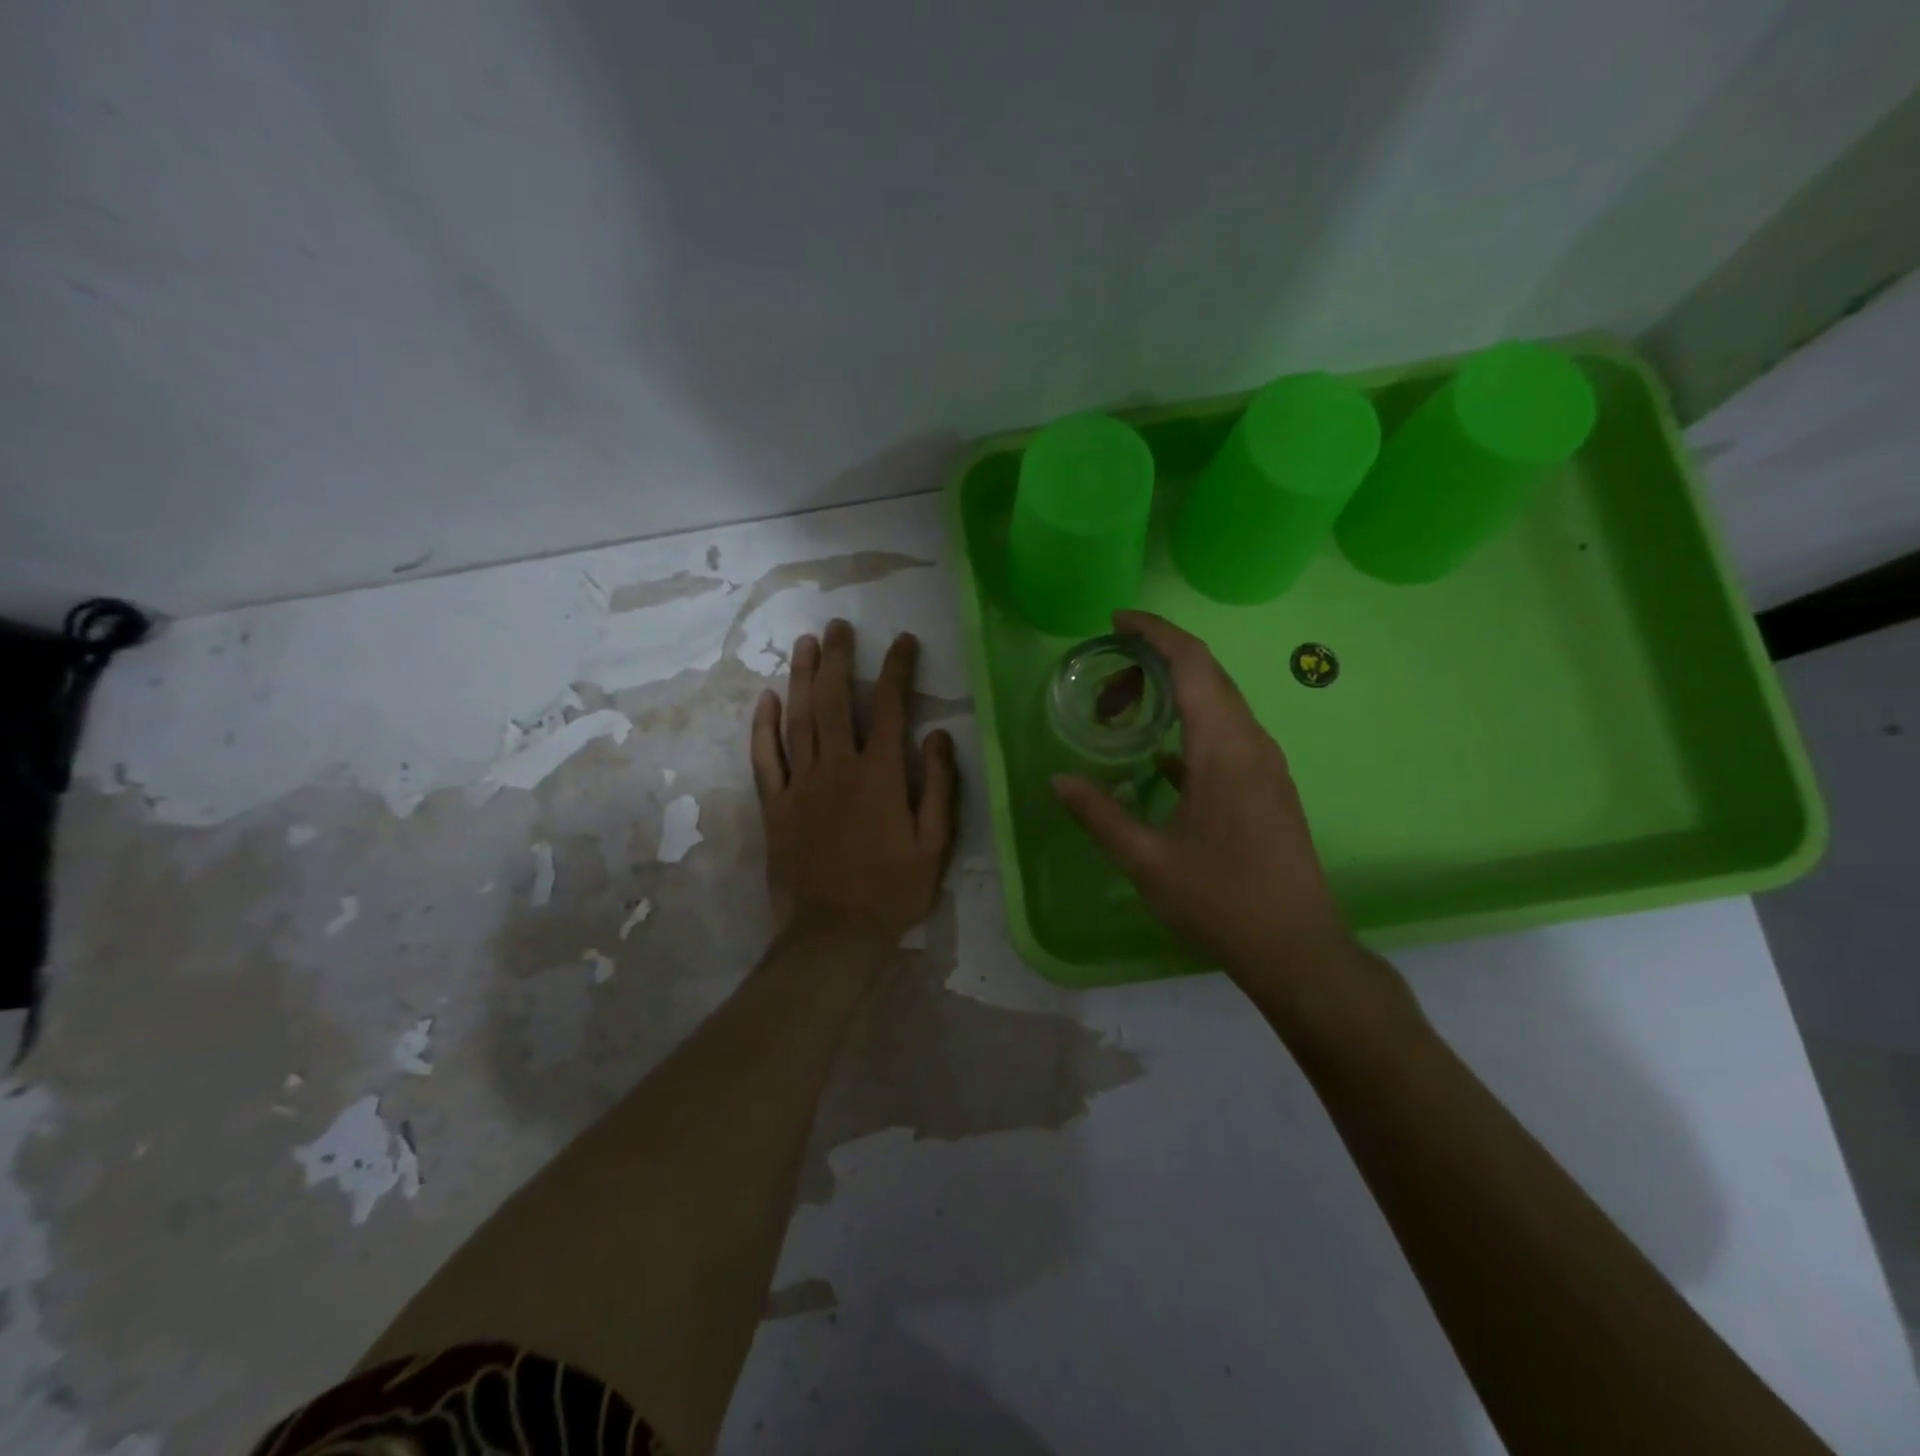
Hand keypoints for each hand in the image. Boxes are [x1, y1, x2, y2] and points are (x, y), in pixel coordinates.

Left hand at [752, 619, 957, 944]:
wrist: (833, 935)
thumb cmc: (892, 891)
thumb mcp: (934, 845)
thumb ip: (939, 786)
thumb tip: (939, 734)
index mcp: (880, 775)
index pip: (890, 707)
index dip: (898, 670)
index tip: (904, 641)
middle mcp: (837, 767)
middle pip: (836, 700)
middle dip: (840, 659)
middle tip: (840, 626)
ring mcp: (800, 785)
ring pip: (799, 718)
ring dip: (803, 677)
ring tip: (806, 643)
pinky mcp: (774, 805)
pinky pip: (765, 758)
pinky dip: (764, 726)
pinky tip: (768, 698)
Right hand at [1053, 611, 1356, 984]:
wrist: (1297, 948)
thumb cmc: (1220, 900)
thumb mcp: (1146, 861)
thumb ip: (1099, 815)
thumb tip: (1059, 781)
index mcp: (1223, 749)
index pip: (1193, 664)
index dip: (1156, 633)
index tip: (1118, 622)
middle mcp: (1252, 743)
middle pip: (1207, 676)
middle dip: (1157, 662)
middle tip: (1107, 680)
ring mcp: (1266, 765)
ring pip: (1219, 704)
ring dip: (1174, 695)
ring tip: (1125, 712)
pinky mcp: (1270, 786)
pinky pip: (1227, 735)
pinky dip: (1190, 726)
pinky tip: (1158, 758)